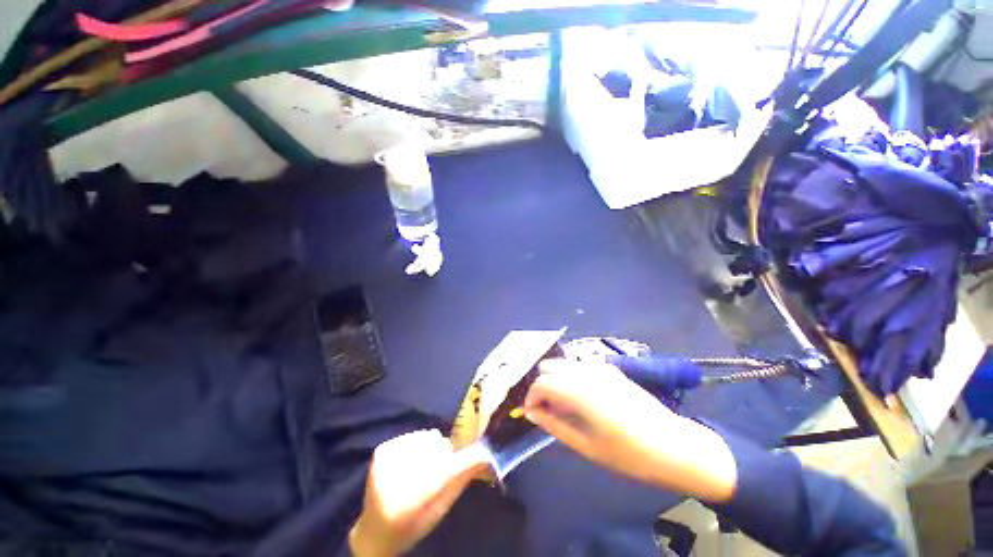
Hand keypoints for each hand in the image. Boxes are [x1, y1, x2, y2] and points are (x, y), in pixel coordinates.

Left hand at [349, 429, 488, 556]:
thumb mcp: (439, 512)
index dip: (465, 460)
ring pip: (428, 438)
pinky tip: (413, 461)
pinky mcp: (382, 450)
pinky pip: (415, 435)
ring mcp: (384, 461)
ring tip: (425, 467)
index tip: (483, 451)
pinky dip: (420, 445)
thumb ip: (459, 482)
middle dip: (446, 456)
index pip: (443, 473)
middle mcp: (391, 480)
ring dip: (434, 449)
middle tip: (440, 471)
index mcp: (406, 505)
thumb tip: (484, 457)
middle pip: (436, 450)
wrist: (374, 531)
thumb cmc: (411, 527)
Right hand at [524, 359, 737, 502]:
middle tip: (548, 409)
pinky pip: (581, 366)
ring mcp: (601, 368)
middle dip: (542, 385)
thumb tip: (531, 412)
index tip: (532, 412)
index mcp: (581, 393)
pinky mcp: (612, 369)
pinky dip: (572, 377)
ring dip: (556, 380)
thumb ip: (554, 425)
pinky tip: (583, 397)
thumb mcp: (587, 447)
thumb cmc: (630, 455)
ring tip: (564, 405)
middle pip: (549, 366)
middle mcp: (588, 373)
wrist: (675, 446)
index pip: (542, 382)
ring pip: (564, 363)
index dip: (531, 396)